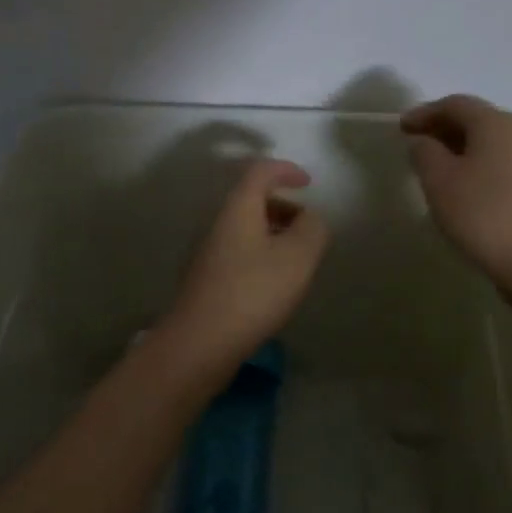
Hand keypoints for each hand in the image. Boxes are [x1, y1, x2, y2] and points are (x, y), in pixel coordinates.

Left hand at [156, 158, 329, 372]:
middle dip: (283, 206)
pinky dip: (260, 253)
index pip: (260, 171)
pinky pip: (238, 250)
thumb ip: (312, 229)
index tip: (309, 183)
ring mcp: (208, 251)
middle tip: (307, 227)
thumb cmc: (253, 292)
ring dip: (273, 232)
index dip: (286, 170)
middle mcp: (218, 222)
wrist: (199, 342)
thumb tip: (310, 218)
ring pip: (245, 227)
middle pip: (251, 199)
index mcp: (238, 208)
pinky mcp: (206, 278)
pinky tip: (273, 282)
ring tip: (297, 258)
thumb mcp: (297, 257)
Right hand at [401, 95, 511, 295]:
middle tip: (417, 145)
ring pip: (491, 143)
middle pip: (477, 120)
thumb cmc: (484, 215)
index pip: (455, 104)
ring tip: (437, 169)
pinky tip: (465, 190)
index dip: (425, 112)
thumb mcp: (439, 181)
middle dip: (444, 128)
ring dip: (462, 149)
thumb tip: (424, 141)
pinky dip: (479, 166)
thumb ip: (424, 153)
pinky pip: (503, 164)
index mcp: (495, 123)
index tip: (401, 128)